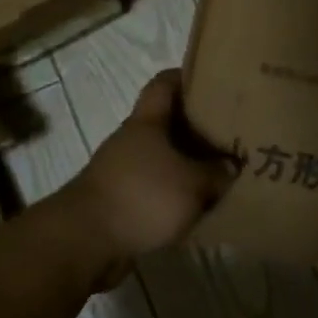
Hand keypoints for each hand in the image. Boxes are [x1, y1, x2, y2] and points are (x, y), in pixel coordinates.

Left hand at [62, 70, 235, 263]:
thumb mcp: (192, 184)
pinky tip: (196, 206)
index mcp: (146, 122)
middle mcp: (131, 140)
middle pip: (166, 122)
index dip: (187, 77)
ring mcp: (121, 170)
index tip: (214, 82)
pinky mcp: (119, 200)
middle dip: (196, 127)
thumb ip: (217, 173)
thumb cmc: (142, 196)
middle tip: (230, 134)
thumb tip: (231, 166)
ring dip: (186, 163)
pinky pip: (154, 187)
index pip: (164, 83)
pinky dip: (173, 193)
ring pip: (161, 157)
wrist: (85, 241)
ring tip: (219, 174)